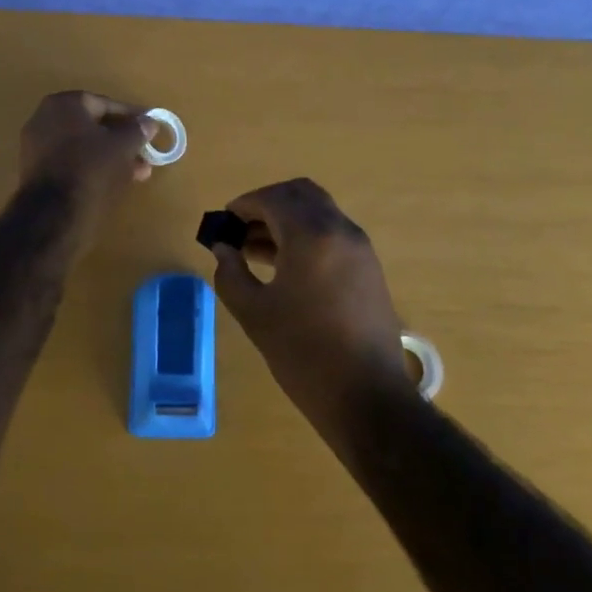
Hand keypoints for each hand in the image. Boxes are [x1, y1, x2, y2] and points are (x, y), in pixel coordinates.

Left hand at [17, 90, 156, 249]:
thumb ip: (137, 130)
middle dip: (122, 141)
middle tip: (145, 154)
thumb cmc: (91, 167)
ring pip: (84, 146)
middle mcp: (45, 118)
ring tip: (138, 173)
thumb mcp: (123, 146)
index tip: (149, 127)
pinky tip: (115, 181)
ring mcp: (37, 145)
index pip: (104, 103)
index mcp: (64, 104)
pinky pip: (71, 161)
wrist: (53, 211)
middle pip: (93, 126)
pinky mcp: (36, 170)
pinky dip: (93, 167)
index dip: (130, 116)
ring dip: (111, 157)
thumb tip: (149, 122)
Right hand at [209, 178, 411, 431]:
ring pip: (318, 213)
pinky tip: (283, 267)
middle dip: (267, 204)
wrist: (367, 397)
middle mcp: (340, 230)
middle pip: (300, 194)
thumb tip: (223, 249)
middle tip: (240, 229)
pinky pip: (332, 234)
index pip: (273, 199)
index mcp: (312, 235)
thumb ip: (231, 273)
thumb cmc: (303, 353)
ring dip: (286, 220)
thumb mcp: (254, 313)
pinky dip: (306, 236)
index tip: (222, 222)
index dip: (243, 205)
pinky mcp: (368, 268)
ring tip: (253, 250)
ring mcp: (359, 248)